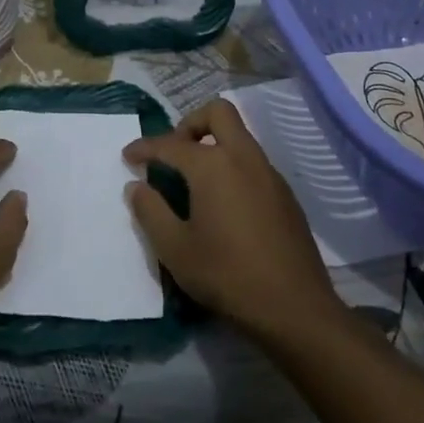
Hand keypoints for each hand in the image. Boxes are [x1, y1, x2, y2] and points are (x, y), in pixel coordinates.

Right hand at [124, 99, 340, 339]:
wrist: (295, 309)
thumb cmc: (227, 275)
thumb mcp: (175, 248)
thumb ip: (150, 211)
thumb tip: (137, 186)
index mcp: (213, 166)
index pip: (170, 143)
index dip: (144, 147)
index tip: (128, 156)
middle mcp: (244, 158)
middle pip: (218, 113)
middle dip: (190, 123)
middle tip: (174, 153)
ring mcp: (270, 175)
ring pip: (240, 137)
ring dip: (214, 145)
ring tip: (195, 181)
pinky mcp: (286, 196)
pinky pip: (253, 163)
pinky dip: (233, 168)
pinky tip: (224, 205)